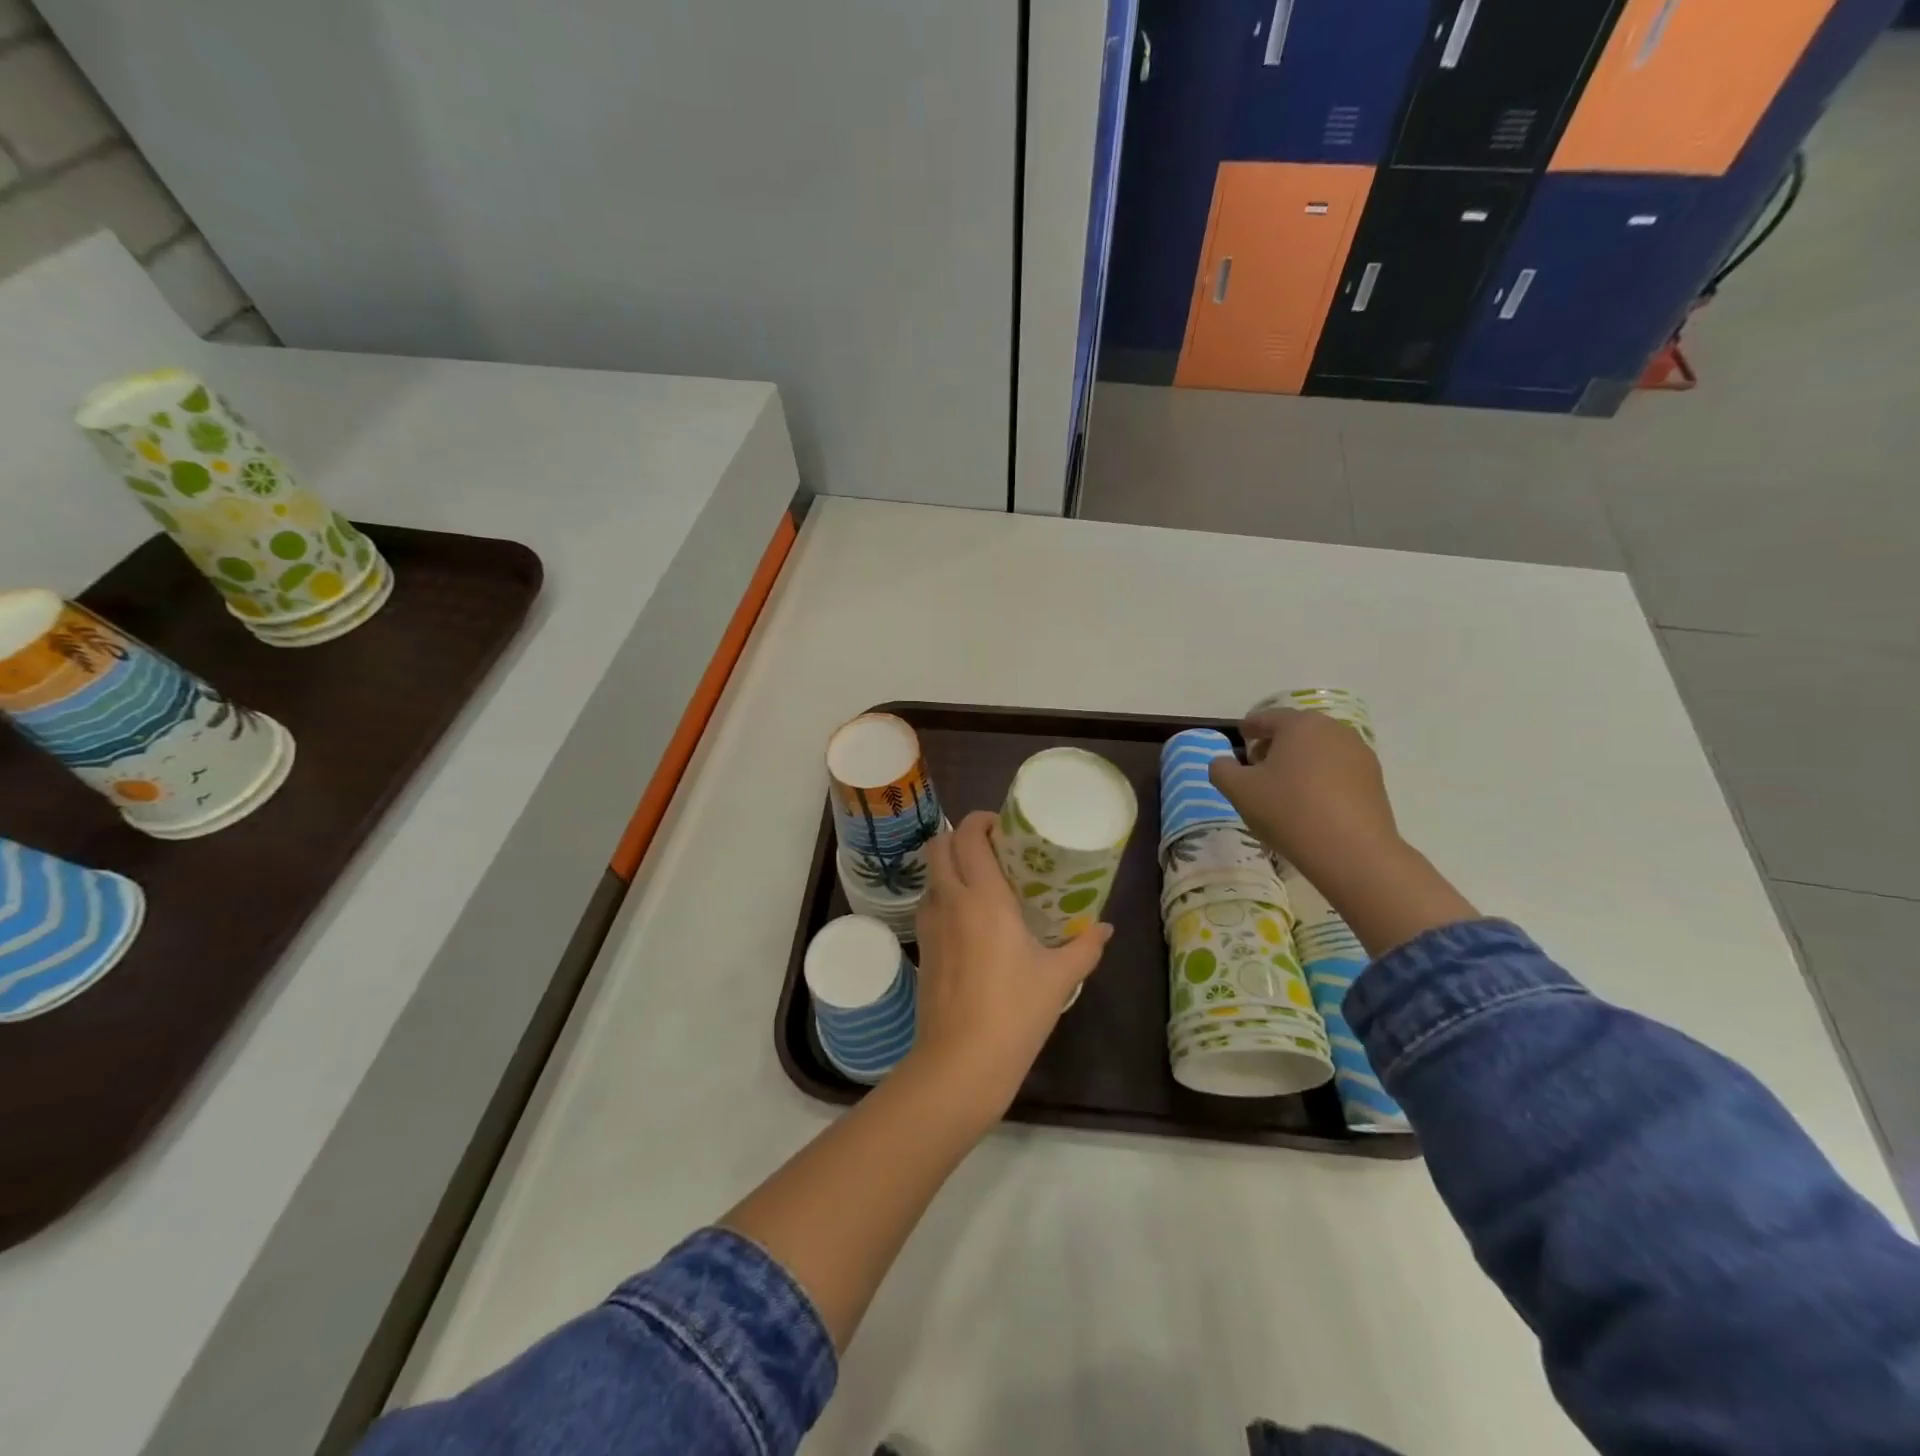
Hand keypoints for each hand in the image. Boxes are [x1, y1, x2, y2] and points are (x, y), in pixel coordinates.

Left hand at [908, 810, 1112, 1122]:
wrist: (960, 1062)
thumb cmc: (1014, 1012)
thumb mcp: (1058, 978)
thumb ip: (1084, 947)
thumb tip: (1106, 928)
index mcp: (983, 896)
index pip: (968, 835)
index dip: (982, 821)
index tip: (1004, 827)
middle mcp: (950, 900)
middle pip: (939, 845)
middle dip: (960, 836)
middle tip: (992, 848)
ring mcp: (929, 924)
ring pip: (930, 874)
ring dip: (950, 865)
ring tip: (982, 880)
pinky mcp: (921, 947)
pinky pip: (928, 903)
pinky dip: (944, 894)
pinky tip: (969, 918)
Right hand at [1208, 709, 1400, 884]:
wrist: (1352, 851)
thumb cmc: (1288, 811)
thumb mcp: (1238, 790)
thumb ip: (1221, 769)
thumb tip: (1224, 762)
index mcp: (1300, 724)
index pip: (1267, 717)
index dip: (1249, 727)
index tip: (1241, 738)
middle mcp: (1333, 730)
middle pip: (1296, 731)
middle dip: (1274, 745)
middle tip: (1256, 768)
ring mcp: (1359, 754)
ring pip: (1318, 750)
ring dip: (1298, 762)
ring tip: (1283, 789)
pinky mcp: (1374, 780)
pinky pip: (1337, 770)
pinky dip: (1320, 778)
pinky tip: (1310, 804)